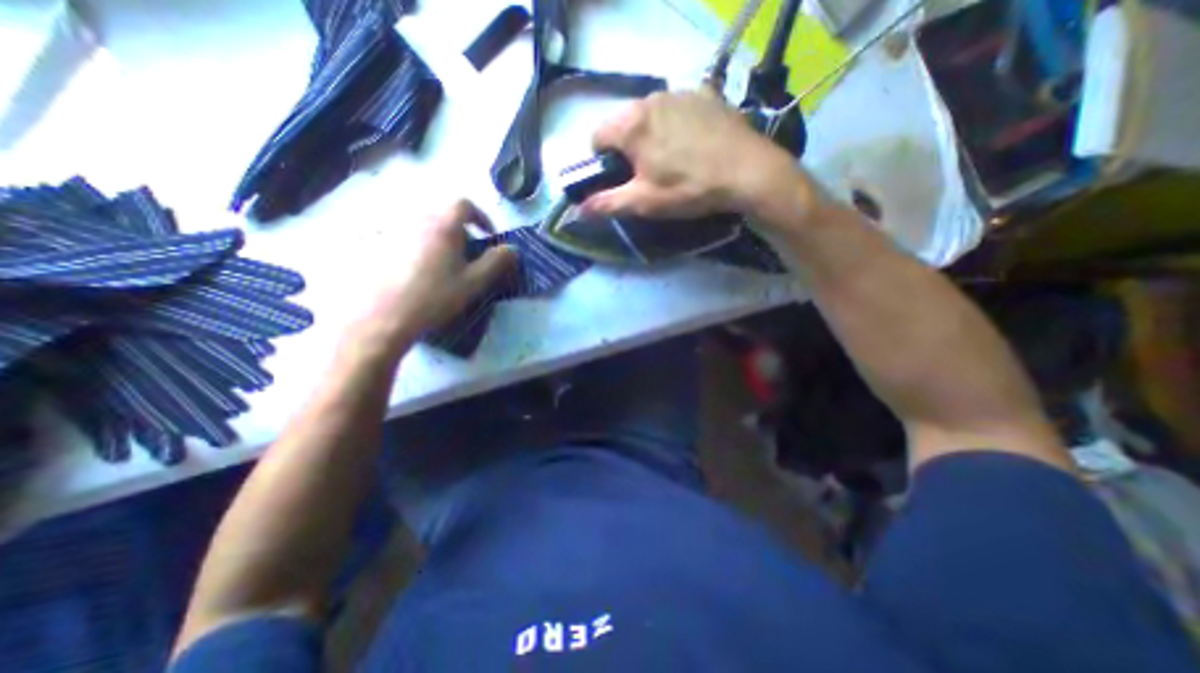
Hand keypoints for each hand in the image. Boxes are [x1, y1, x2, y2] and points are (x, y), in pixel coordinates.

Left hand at [351, 198, 510, 346]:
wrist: (384, 317)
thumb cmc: (435, 297)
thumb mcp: (474, 282)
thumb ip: (496, 262)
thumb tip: (512, 249)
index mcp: (442, 226)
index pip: (464, 205)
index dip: (480, 217)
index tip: (487, 235)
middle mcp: (416, 219)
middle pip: (442, 214)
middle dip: (459, 230)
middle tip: (465, 254)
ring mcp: (391, 230)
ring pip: (421, 225)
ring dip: (436, 237)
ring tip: (440, 263)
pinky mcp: (374, 244)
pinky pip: (401, 235)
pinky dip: (414, 245)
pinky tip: (414, 269)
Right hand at [583, 90, 804, 222]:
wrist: (747, 173)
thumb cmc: (689, 189)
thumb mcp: (644, 202)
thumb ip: (607, 204)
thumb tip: (578, 211)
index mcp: (632, 125)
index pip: (597, 136)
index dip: (601, 161)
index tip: (617, 178)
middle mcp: (651, 98)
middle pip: (623, 124)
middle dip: (627, 148)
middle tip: (646, 173)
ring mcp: (680, 92)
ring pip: (650, 114)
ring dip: (651, 135)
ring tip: (672, 160)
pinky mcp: (705, 93)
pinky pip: (677, 108)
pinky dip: (675, 124)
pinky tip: (692, 144)